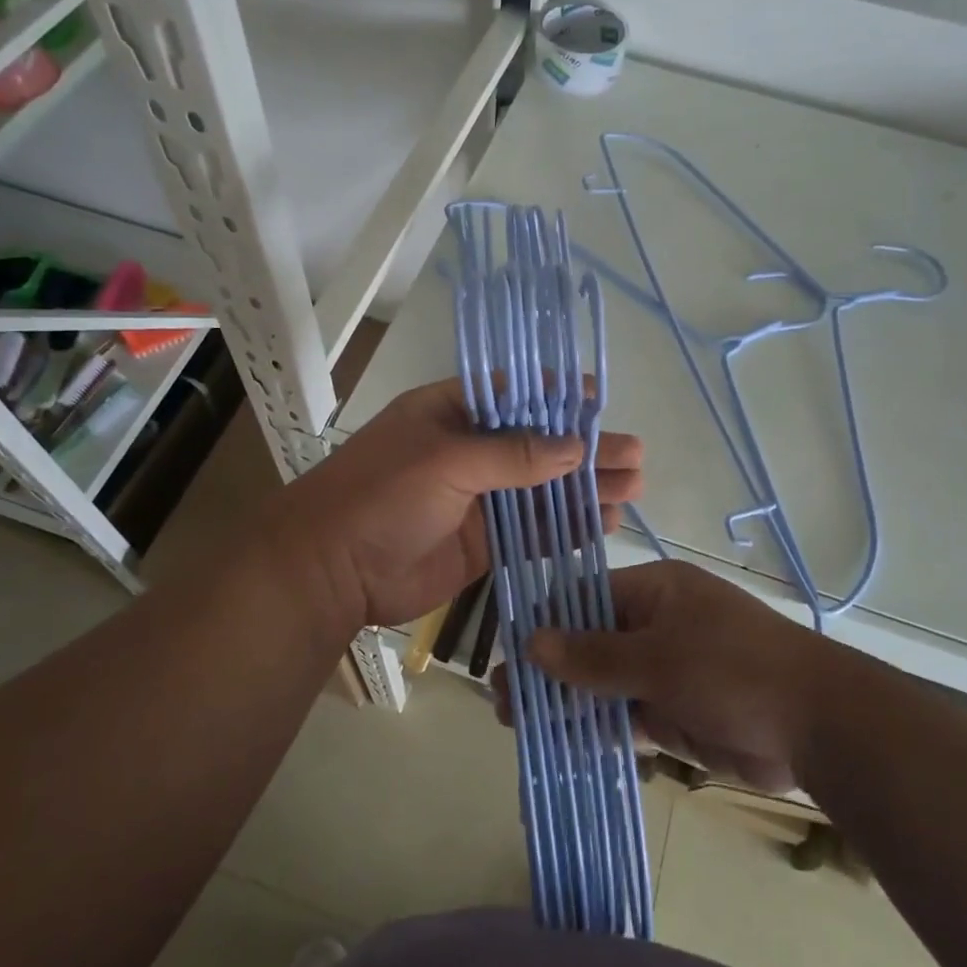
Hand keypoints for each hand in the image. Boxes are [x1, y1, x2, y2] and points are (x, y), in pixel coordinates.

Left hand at [253, 381, 643, 638]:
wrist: (331, 571)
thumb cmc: (382, 495)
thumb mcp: (446, 460)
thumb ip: (512, 455)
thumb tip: (574, 446)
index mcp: (452, 413)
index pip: (515, 396)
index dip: (559, 398)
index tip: (602, 401)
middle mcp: (469, 451)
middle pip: (538, 445)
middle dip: (586, 449)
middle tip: (635, 457)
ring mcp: (478, 498)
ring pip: (542, 489)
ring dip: (584, 489)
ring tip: (633, 489)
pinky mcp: (483, 542)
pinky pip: (533, 530)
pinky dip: (566, 526)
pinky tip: (603, 522)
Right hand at [521, 560, 836, 793]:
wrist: (818, 727)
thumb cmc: (733, 669)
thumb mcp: (658, 657)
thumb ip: (593, 655)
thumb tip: (531, 641)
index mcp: (655, 591)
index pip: (585, 598)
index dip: (546, 624)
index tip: (508, 653)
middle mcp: (656, 624)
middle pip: (590, 643)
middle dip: (549, 670)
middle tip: (503, 700)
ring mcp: (666, 669)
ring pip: (603, 683)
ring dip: (566, 702)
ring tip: (518, 725)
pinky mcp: (676, 711)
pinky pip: (625, 715)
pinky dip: (596, 728)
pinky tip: (560, 744)